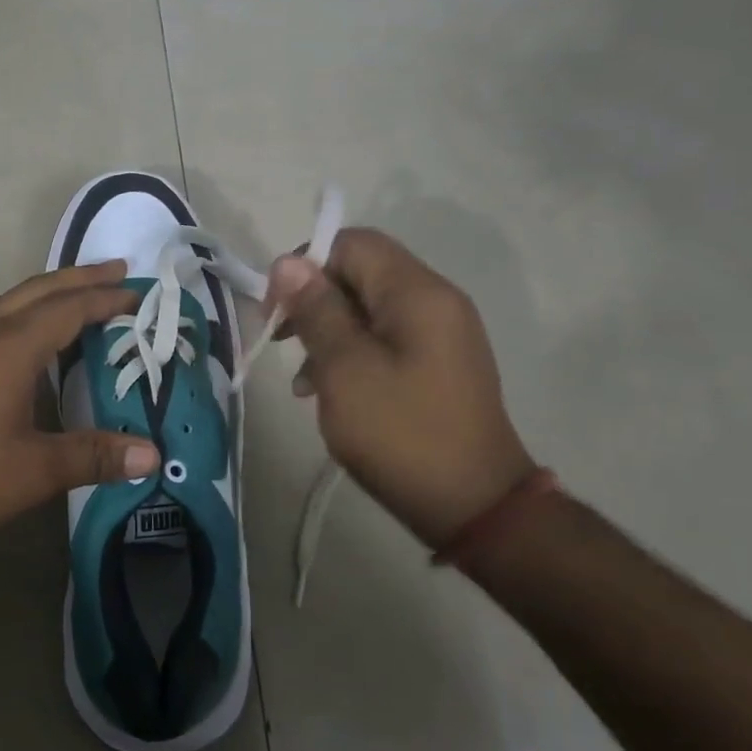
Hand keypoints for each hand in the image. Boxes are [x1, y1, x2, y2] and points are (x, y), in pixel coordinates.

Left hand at [0, 261, 158, 560]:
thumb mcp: (34, 471)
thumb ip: (94, 457)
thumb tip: (151, 454)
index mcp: (11, 348)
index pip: (69, 309)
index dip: (106, 299)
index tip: (138, 292)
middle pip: (38, 290)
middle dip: (79, 278)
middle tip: (117, 271)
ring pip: (9, 299)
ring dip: (46, 291)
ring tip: (74, 296)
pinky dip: (19, 310)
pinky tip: (19, 335)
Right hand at [267, 229, 533, 547]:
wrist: (474, 507)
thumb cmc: (401, 433)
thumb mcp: (344, 369)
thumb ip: (316, 310)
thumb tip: (288, 262)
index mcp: (417, 293)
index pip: (353, 243)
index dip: (305, 264)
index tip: (277, 308)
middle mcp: (435, 301)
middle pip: (360, 273)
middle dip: (314, 301)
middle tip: (282, 342)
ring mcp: (440, 334)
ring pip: (367, 308)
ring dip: (328, 332)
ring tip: (302, 379)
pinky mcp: (437, 364)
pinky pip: (384, 339)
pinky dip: (351, 354)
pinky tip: (327, 392)